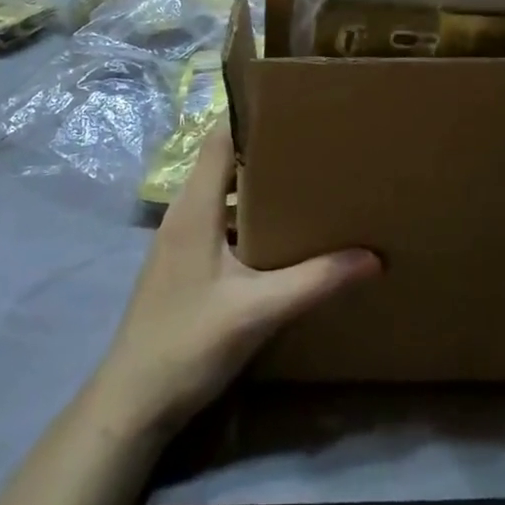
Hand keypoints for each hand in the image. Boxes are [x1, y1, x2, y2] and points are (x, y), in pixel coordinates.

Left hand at [88, 122, 378, 436]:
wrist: (132, 403)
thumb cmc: (188, 344)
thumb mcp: (257, 312)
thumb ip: (315, 281)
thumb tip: (373, 257)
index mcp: (194, 206)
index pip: (219, 137)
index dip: (250, 114)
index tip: (292, 100)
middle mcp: (184, 212)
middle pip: (223, 159)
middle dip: (264, 145)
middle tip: (313, 136)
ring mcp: (180, 239)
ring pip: (221, 191)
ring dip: (256, 182)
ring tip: (305, 175)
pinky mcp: (183, 263)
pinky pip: (218, 218)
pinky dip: (247, 213)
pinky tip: (279, 230)